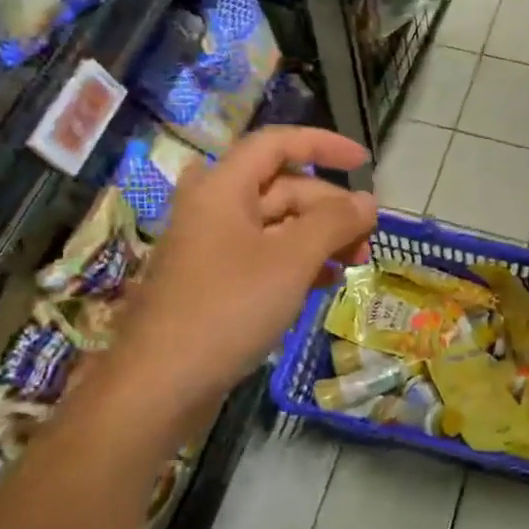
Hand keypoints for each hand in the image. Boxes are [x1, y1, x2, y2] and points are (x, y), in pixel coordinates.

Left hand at [112, 126, 376, 406]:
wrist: (160, 384)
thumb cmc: (227, 309)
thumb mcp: (291, 260)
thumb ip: (333, 223)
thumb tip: (367, 202)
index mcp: (223, 187)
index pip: (278, 144)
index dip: (324, 146)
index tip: (365, 164)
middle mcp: (213, 207)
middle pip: (282, 188)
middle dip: (330, 208)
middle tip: (367, 237)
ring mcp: (211, 245)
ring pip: (276, 225)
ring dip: (319, 237)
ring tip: (354, 264)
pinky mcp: (213, 280)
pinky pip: (263, 255)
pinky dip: (297, 262)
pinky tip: (324, 283)